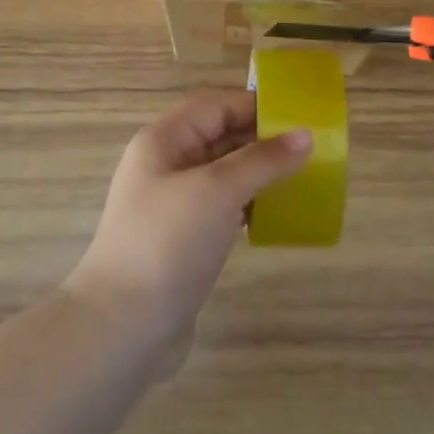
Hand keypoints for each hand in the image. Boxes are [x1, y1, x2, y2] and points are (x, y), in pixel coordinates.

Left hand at [66, 91, 310, 370]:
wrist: (123, 326)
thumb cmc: (168, 241)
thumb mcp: (218, 190)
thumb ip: (263, 160)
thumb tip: (306, 134)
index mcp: (164, 140)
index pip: (215, 106)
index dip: (255, 106)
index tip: (299, 116)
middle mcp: (165, 165)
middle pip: (219, 137)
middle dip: (261, 140)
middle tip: (310, 149)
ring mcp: (172, 204)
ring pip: (223, 174)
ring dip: (258, 174)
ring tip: (301, 179)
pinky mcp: (182, 239)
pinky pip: (221, 208)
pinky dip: (248, 205)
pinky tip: (275, 216)